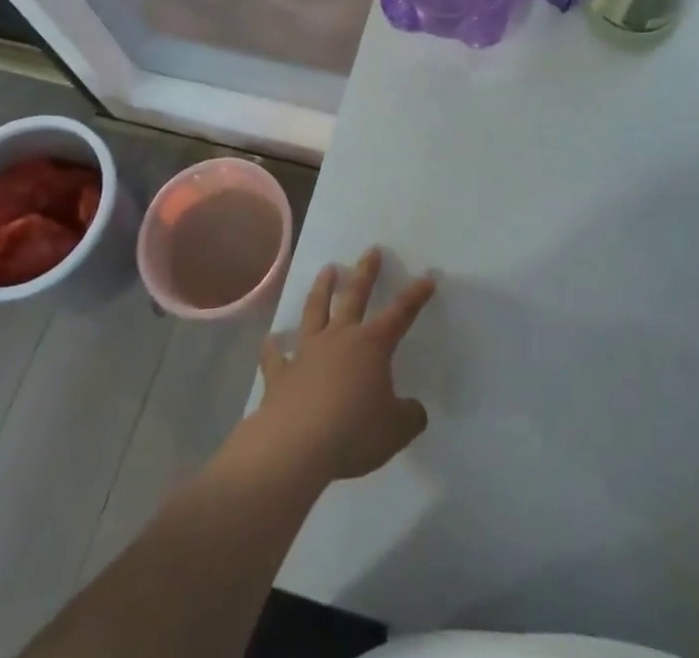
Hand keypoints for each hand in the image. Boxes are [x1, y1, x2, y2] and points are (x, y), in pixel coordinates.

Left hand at [247, 247, 436, 484]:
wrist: (295, 446)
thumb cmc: (353, 432)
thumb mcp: (396, 430)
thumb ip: (409, 416)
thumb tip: (413, 410)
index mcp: (371, 345)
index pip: (400, 314)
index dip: (415, 296)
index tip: (427, 277)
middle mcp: (339, 338)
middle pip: (354, 296)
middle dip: (365, 272)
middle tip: (370, 250)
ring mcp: (307, 352)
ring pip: (315, 311)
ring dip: (321, 289)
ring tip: (327, 269)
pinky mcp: (280, 374)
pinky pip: (275, 356)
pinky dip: (273, 348)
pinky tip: (271, 341)